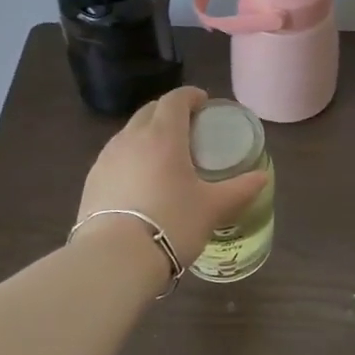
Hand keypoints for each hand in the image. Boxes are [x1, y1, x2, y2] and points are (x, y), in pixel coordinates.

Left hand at [77, 87, 270, 265]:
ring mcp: (106, 158)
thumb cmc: (172, 223)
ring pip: (129, 133)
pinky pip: (115, 156)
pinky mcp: (91, 180)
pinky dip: (131, 157)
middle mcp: (131, 138)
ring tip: (164, 155)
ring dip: (147, 134)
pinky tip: (140, 181)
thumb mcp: (213, 207)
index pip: (175, 99)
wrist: (114, 258)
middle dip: (168, 111)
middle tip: (188, 128)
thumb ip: (240, 189)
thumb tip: (262, 177)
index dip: (190, 96)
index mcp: (163, 135)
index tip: (203, 103)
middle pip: (149, 111)